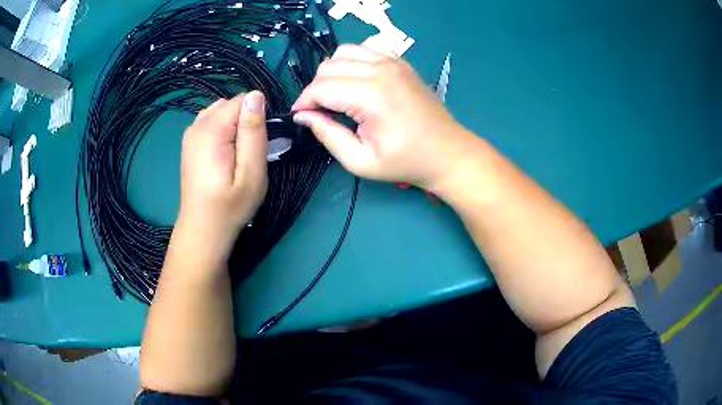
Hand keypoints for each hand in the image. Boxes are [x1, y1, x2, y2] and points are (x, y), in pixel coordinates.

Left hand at [176, 91, 267, 257]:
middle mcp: (197, 124)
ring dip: (234, 125)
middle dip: (245, 120)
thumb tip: (256, 95)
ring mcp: (190, 133)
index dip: (257, 117)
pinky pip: (211, 121)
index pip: (243, 100)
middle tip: (249, 153)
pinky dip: (222, 130)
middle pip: (230, 104)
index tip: (260, 143)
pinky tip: (224, 154)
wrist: (202, 229)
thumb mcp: (251, 173)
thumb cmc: (230, 206)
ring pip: (221, 111)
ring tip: (237, 154)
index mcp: (212, 130)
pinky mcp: (189, 142)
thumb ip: (254, 132)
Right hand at [292, 43, 471, 190]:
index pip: (320, 88)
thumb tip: (304, 116)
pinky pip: (366, 48)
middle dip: (316, 89)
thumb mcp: (360, 161)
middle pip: (328, 67)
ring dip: (332, 72)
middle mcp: (380, 69)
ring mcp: (392, 61)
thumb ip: (328, 135)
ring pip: (344, 52)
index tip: (300, 116)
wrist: (446, 151)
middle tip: (320, 111)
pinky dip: (353, 59)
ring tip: (337, 95)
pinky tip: (357, 79)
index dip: (304, 102)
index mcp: (371, 95)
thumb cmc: (405, 162)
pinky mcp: (400, 61)